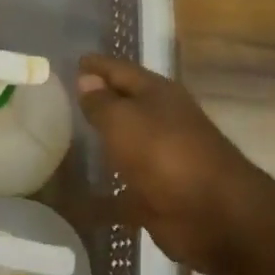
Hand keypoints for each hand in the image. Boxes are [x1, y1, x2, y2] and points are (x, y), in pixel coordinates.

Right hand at [76, 54, 269, 274]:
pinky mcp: (156, 196)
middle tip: (60, 101)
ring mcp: (161, 161)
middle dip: (98, 103)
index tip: (72, 60)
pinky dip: (100, 197)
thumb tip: (85, 79)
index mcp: (158, 95)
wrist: (213, 214)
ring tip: (64, 143)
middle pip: (124, 108)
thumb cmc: (165, 154)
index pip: (121, 70)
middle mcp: (161, 122)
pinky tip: (73, 201)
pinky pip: (121, 193)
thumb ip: (101, 102)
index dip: (97, 65)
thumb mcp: (124, 121)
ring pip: (124, 148)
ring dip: (100, 147)